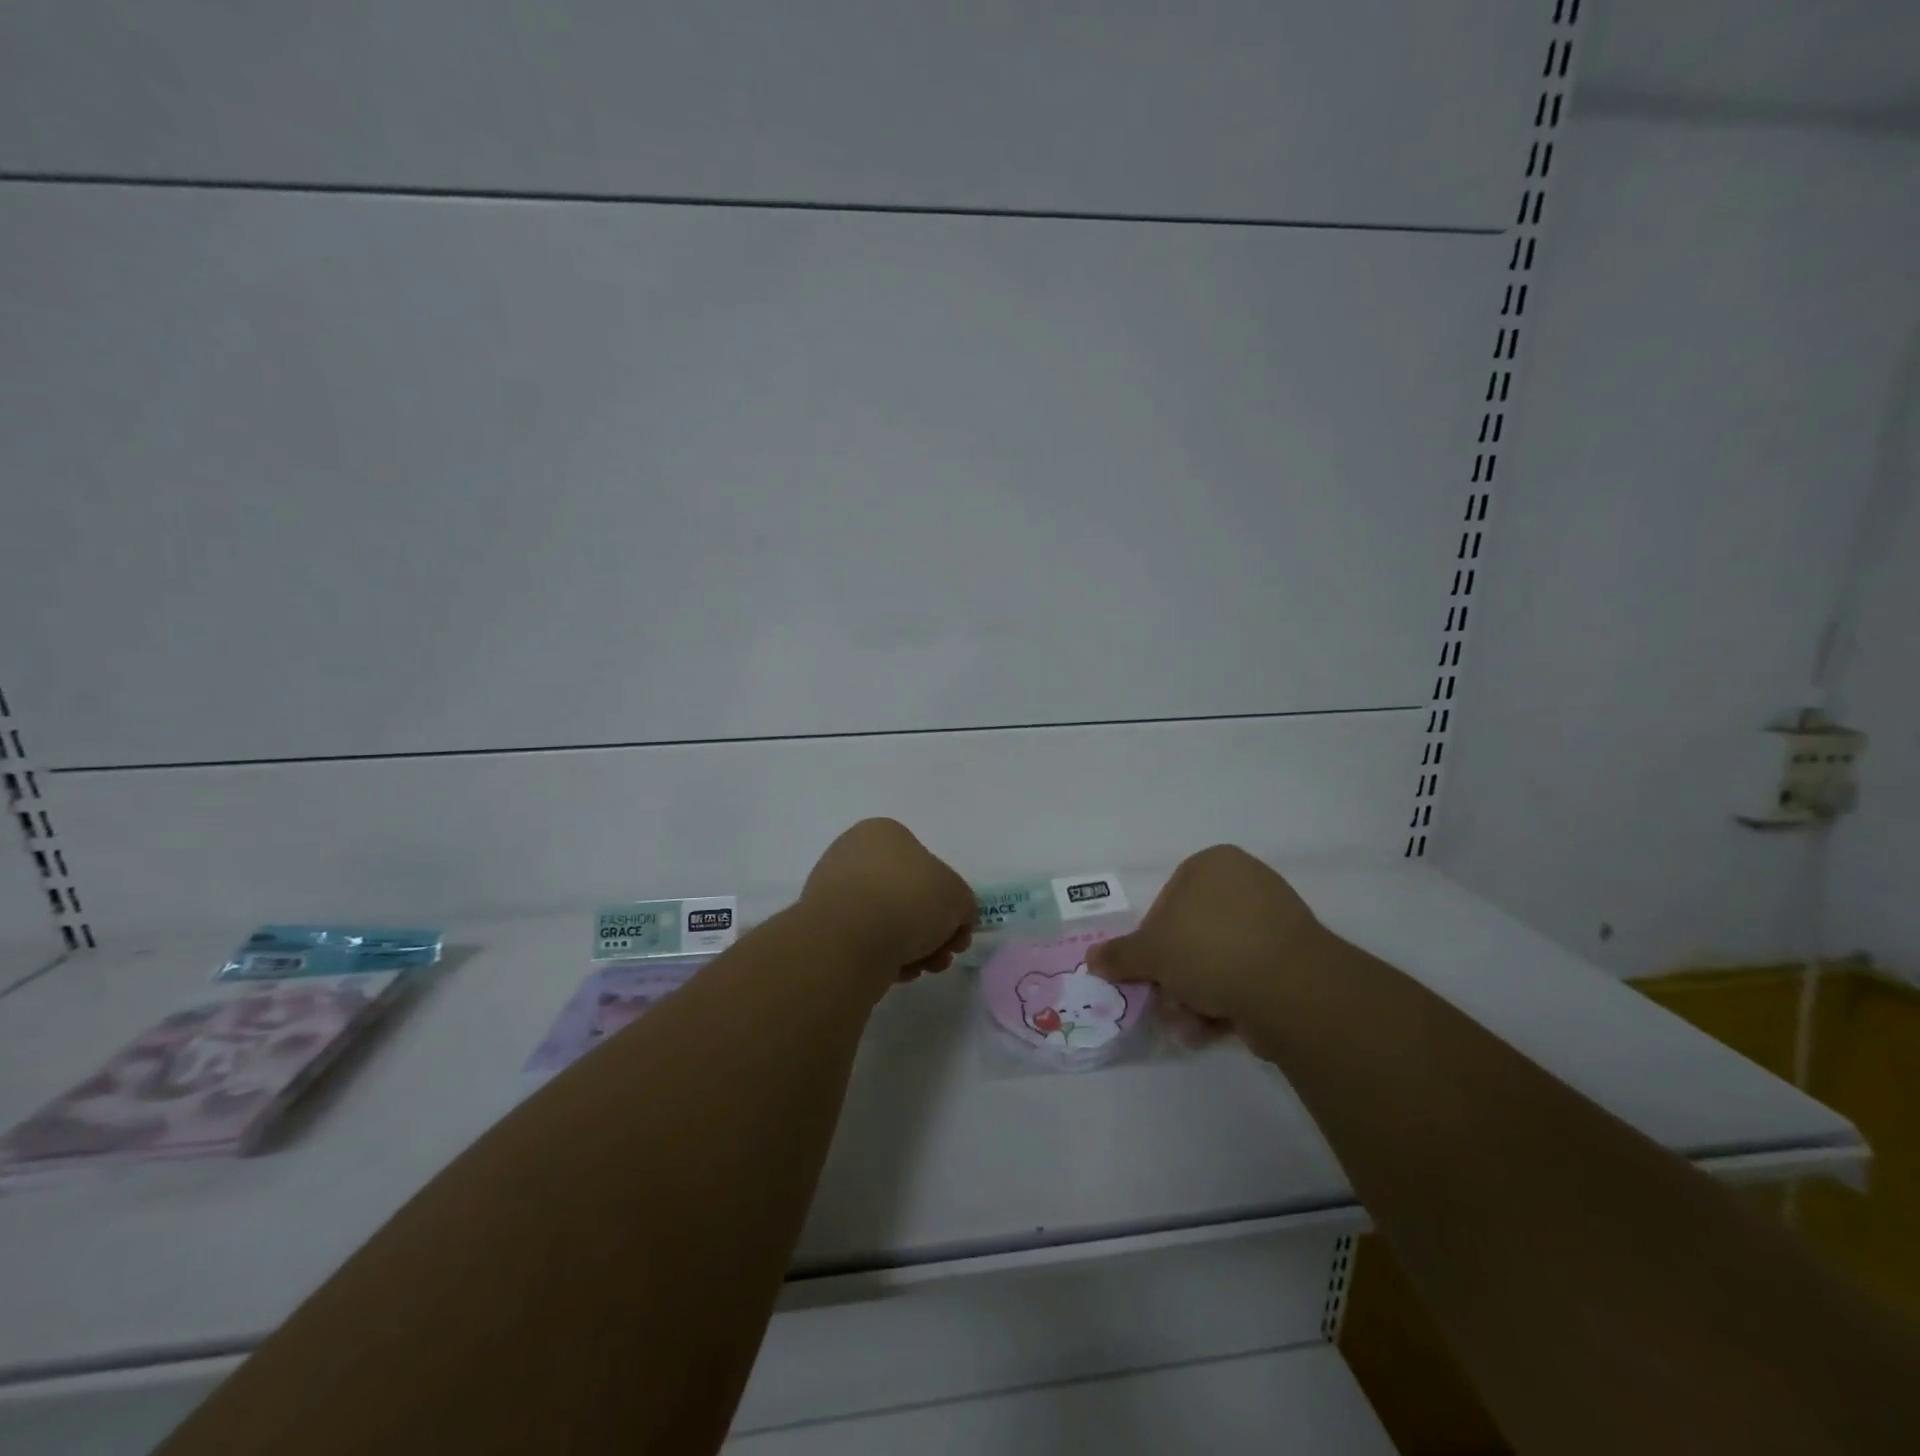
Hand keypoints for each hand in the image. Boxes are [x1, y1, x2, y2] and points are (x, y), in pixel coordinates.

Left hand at [801, 818, 974, 981]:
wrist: (851, 939)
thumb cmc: (910, 900)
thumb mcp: (959, 897)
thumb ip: (962, 905)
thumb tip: (952, 922)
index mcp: (883, 833)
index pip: (926, 864)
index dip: (949, 901)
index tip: (957, 930)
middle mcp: (852, 854)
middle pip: (907, 896)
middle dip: (931, 930)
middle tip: (943, 954)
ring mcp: (832, 890)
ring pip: (886, 921)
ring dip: (912, 947)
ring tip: (924, 967)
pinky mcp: (821, 927)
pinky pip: (864, 941)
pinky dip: (884, 956)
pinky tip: (897, 972)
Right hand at [1087, 845, 1331, 1025]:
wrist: (1290, 988)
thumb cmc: (1209, 949)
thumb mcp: (1151, 952)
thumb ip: (1120, 954)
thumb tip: (1092, 959)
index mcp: (1213, 865)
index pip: (1167, 901)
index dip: (1151, 940)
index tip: (1147, 970)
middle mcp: (1246, 883)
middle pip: (1192, 934)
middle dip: (1175, 976)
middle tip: (1165, 1004)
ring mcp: (1275, 921)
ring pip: (1218, 960)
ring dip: (1197, 995)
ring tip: (1189, 1024)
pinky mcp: (1294, 958)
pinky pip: (1247, 975)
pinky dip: (1229, 1000)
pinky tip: (1216, 1027)